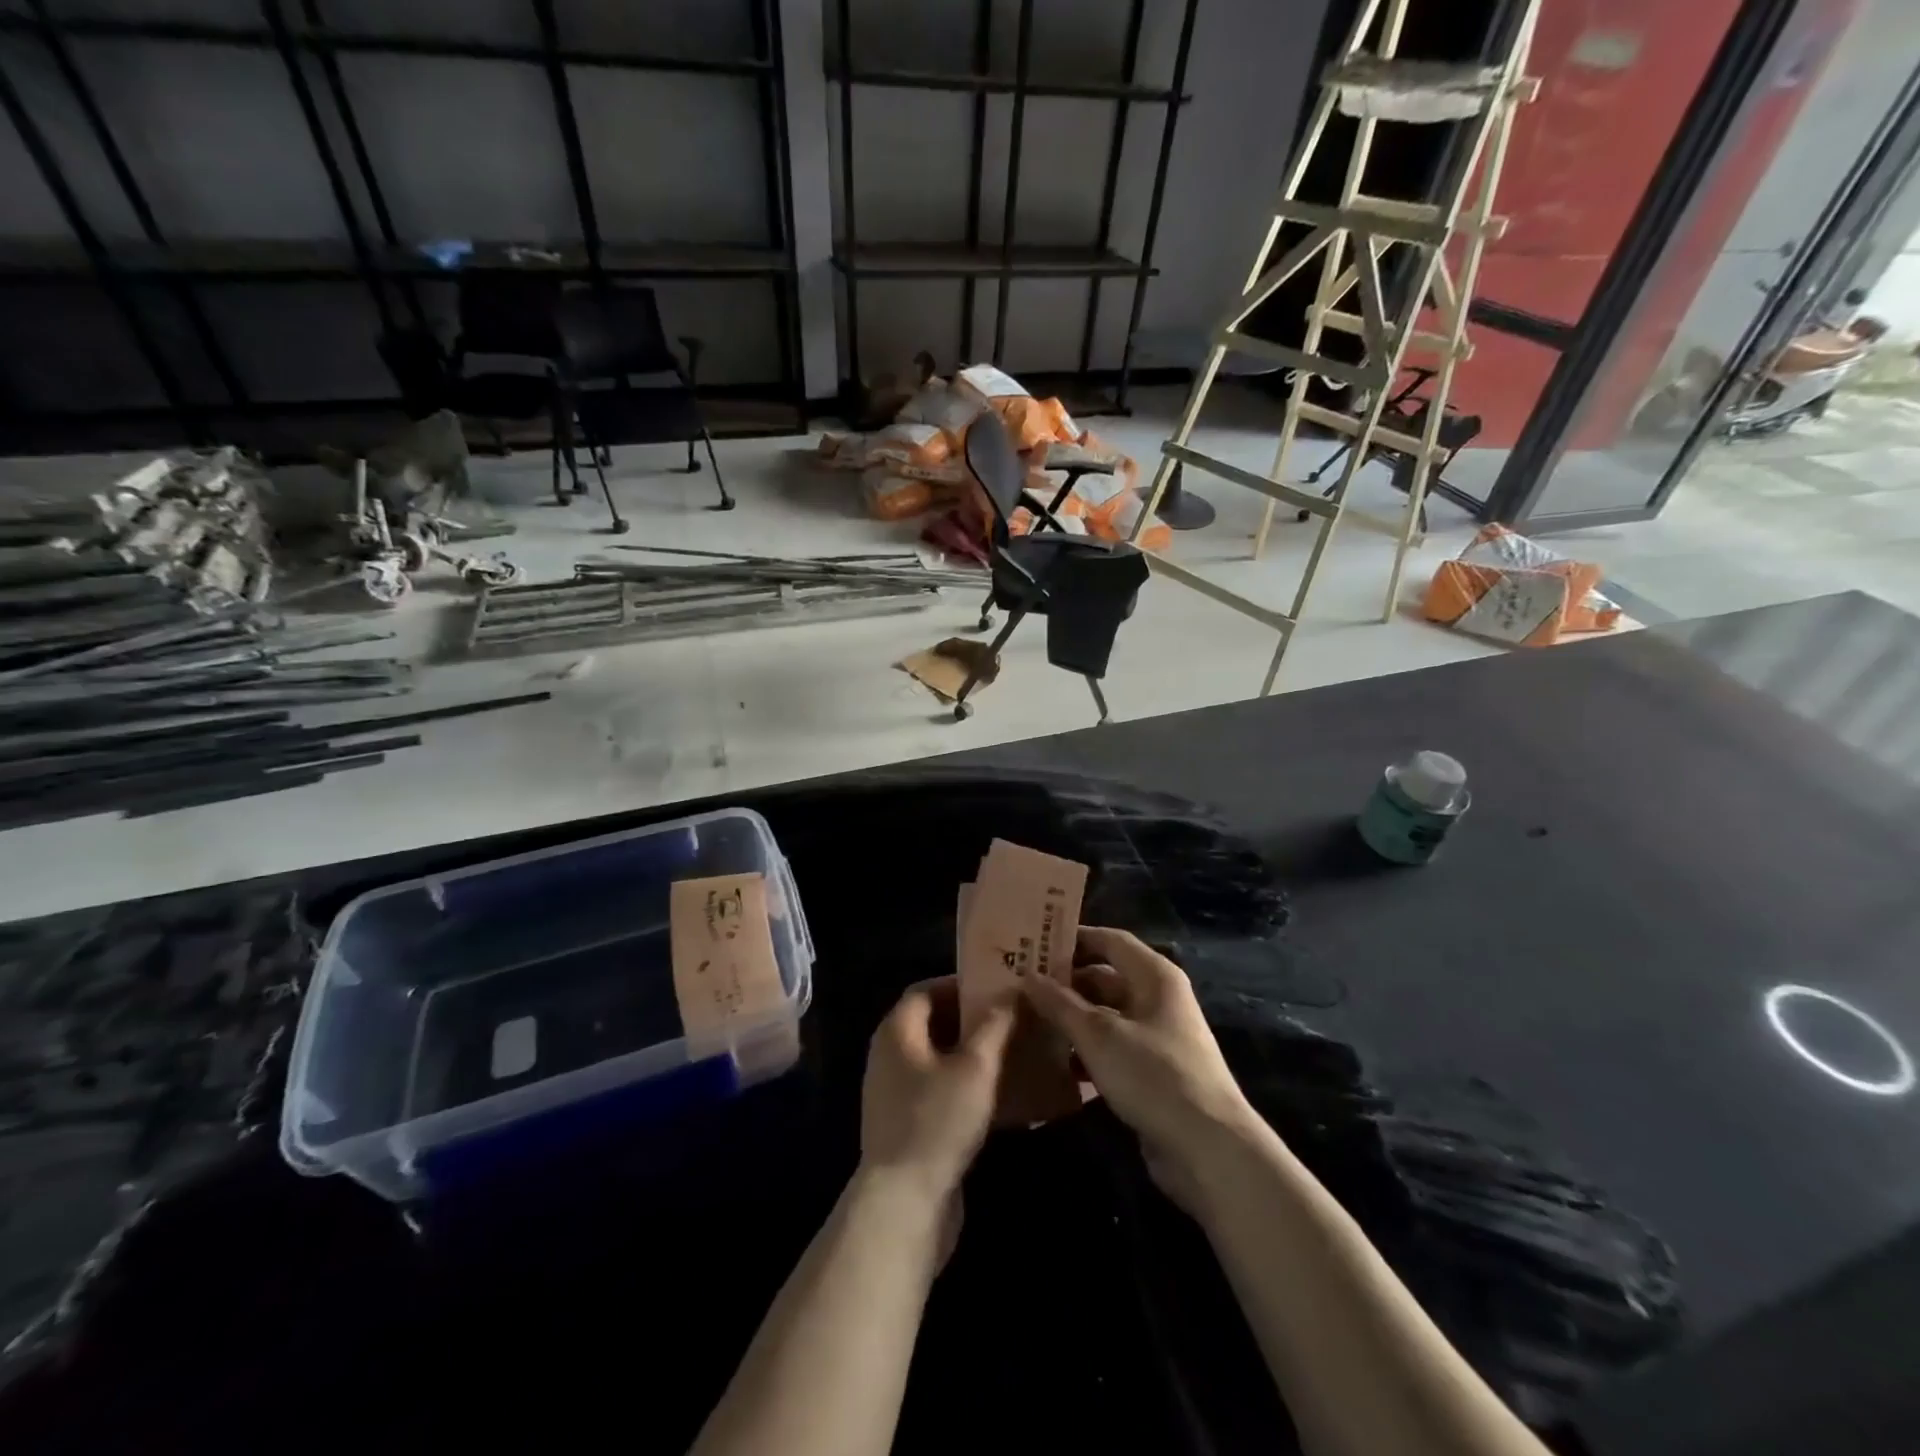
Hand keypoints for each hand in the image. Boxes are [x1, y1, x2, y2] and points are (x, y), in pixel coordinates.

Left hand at [860, 977, 1014, 1205]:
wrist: (904, 1203)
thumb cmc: (938, 1121)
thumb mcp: (975, 1068)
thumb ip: (994, 1026)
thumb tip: (1011, 994)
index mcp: (897, 1031)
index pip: (925, 990)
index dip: (961, 985)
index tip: (997, 988)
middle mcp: (889, 1055)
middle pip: (932, 1023)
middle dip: (971, 1019)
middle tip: (1012, 1018)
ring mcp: (895, 1092)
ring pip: (938, 1059)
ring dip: (971, 1054)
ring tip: (1012, 1052)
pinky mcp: (906, 1124)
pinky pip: (938, 1090)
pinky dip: (965, 1085)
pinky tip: (999, 1096)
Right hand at [1021, 927, 1261, 1214]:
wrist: (1208, 1150)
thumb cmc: (1154, 1075)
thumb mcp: (1099, 1035)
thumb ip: (1060, 1004)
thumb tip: (1028, 976)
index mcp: (1154, 976)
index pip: (1109, 940)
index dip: (1073, 939)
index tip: (1034, 944)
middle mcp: (1157, 999)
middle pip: (1104, 979)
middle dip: (1065, 983)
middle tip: (1020, 986)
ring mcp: (1156, 1038)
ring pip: (1105, 1016)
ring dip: (1071, 1020)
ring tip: (1026, 1022)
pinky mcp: (1151, 1074)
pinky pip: (1111, 1049)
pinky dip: (1085, 1051)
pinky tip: (1053, 1062)